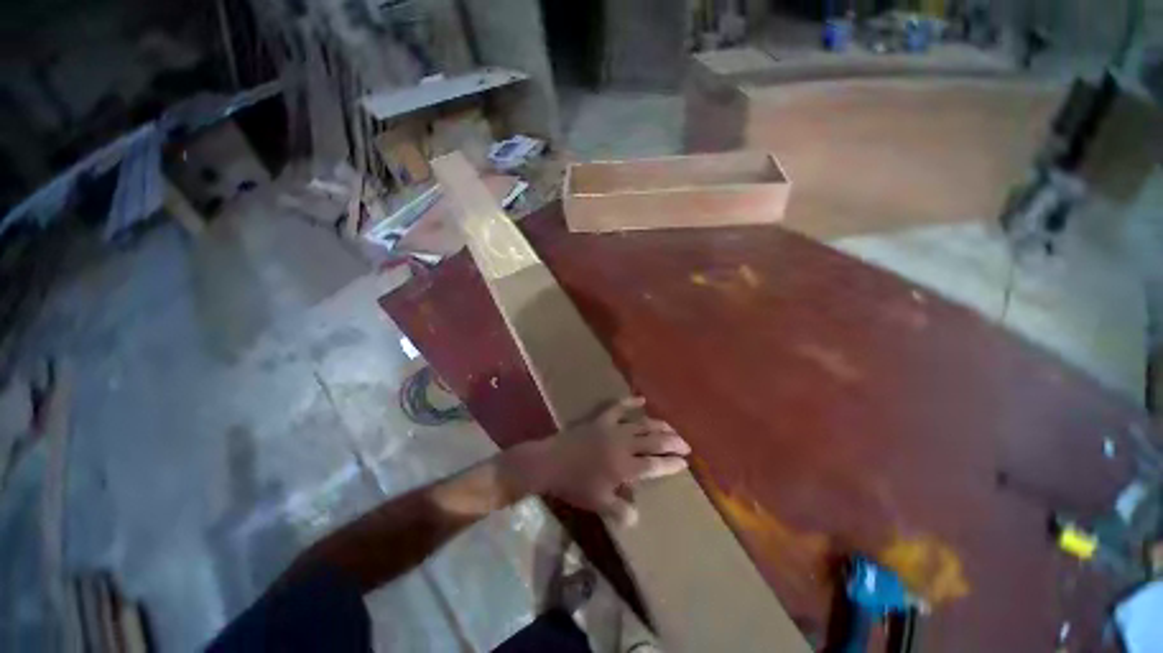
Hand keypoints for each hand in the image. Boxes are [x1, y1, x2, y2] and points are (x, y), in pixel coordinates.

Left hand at [531, 397, 690, 525]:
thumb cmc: (576, 484)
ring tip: (672, 427)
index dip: (671, 463)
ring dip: (658, 425)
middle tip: (686, 445)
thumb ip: (619, 510)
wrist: (552, 462)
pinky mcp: (601, 419)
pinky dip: (630, 402)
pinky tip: (641, 399)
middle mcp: (623, 444)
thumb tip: (638, 518)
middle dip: (672, 442)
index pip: (654, 464)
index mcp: (625, 466)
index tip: (685, 462)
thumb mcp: (598, 503)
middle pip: (653, 441)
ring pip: (641, 424)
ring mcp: (612, 428)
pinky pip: (618, 407)